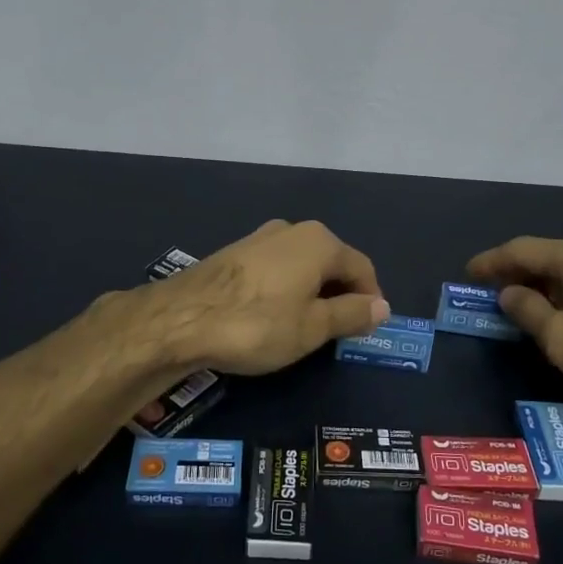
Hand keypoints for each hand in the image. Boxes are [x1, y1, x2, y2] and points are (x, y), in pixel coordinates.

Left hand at [150, 220, 388, 374]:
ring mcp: (260, 238)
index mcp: (319, 242)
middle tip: (338, 334)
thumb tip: (382, 306)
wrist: (180, 318)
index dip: (370, 300)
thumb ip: (351, 314)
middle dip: (340, 296)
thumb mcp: (313, 328)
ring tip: (305, 329)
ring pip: (302, 266)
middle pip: (332, 263)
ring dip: (311, 294)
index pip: (362, 268)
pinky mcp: (234, 252)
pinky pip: (276, 270)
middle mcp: (292, 229)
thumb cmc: (257, 324)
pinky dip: (285, 290)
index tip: (367, 330)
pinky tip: (273, 316)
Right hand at [468, 235, 562, 423]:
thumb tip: (509, 292)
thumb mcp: (562, 340)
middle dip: (516, 272)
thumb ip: (529, 311)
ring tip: (521, 305)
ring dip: (542, 285)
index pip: (521, 250)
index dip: (490, 262)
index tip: (467, 273)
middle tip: (490, 291)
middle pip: (547, 256)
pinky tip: (562, 316)